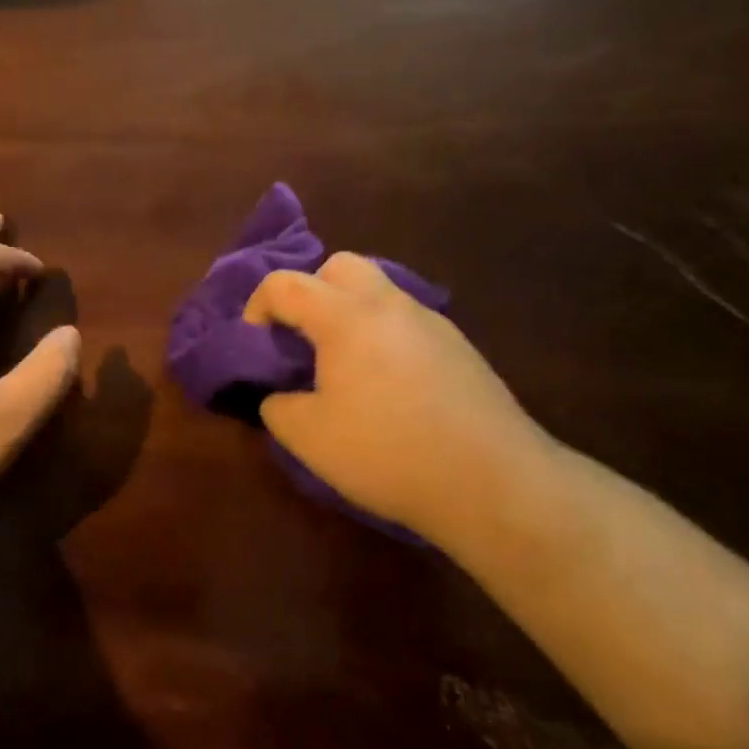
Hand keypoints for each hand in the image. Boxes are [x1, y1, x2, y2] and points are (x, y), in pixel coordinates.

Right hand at [243, 253, 551, 538]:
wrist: (492, 482)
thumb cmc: (387, 452)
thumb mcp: (309, 438)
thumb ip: (278, 407)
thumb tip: (281, 396)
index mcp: (345, 316)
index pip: (285, 284)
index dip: (257, 307)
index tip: (255, 344)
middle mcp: (389, 304)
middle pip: (340, 266)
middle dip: (311, 291)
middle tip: (303, 338)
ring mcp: (431, 322)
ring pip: (379, 291)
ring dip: (350, 313)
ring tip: (344, 365)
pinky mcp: (459, 348)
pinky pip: (407, 321)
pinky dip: (384, 336)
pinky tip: (388, 386)